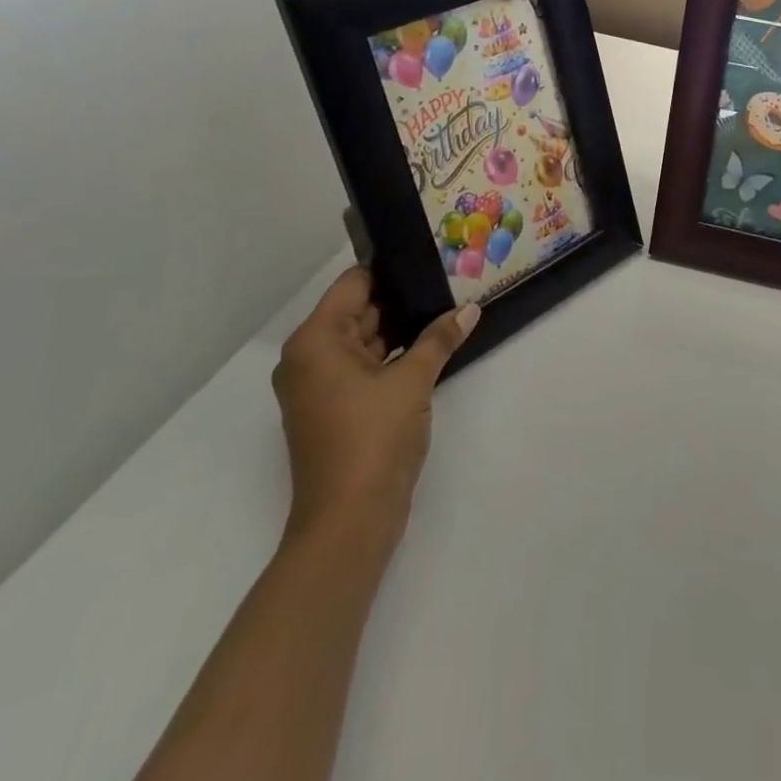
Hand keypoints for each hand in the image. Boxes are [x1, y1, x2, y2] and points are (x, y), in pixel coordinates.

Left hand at [270, 267, 478, 557]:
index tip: (429, 258)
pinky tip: (431, 347)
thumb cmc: (373, 439)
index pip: (354, 285)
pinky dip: (392, 356)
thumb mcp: (413, 381)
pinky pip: (364, 367)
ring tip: (446, 310)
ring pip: (364, 340)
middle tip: (448, 282)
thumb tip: (471, 309)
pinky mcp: (334, 409)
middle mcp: (309, 358)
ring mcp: (319, 387)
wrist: (349, 522)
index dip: (390, 270)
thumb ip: (440, 339)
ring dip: (401, 329)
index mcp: (316, 341)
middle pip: (358, 310)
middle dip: (402, 299)